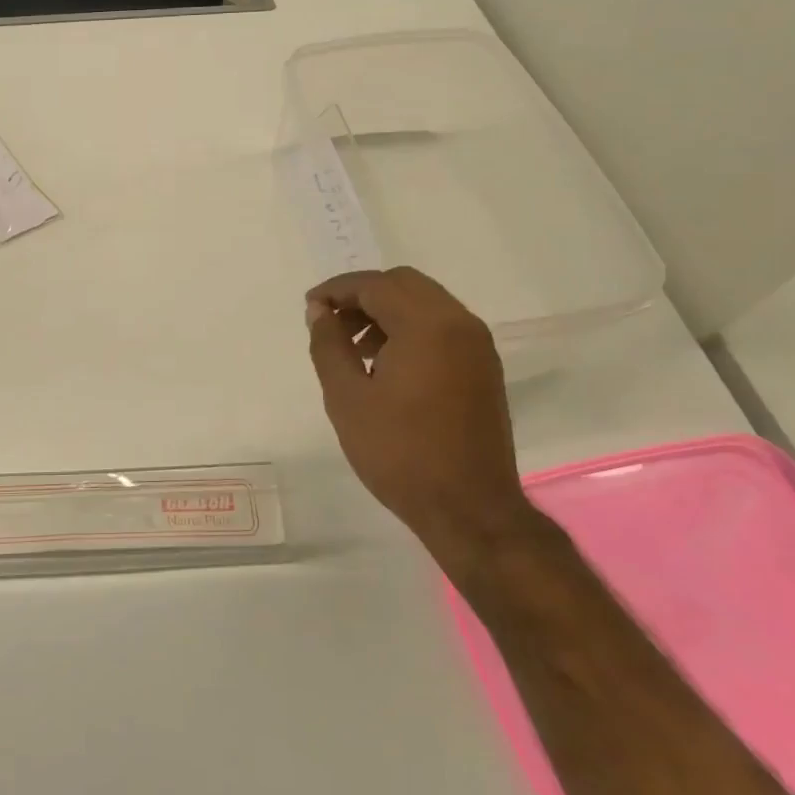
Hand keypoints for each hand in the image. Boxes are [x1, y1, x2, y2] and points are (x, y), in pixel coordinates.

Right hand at [306, 267, 534, 572]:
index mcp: (427, 325)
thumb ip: (329, 344)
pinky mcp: (484, 368)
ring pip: (425, 303)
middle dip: (363, 296)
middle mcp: (459, 323)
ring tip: (355, 349)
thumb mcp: (347, 398)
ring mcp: (477, 346)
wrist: (470, 510)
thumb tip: (320, 311)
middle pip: (404, 284)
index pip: (374, 285)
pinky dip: (411, 329)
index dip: (336, 290)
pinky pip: (442, 327)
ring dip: (387, 312)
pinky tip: (387, 365)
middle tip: (332, 324)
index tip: (310, 308)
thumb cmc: (400, 453)